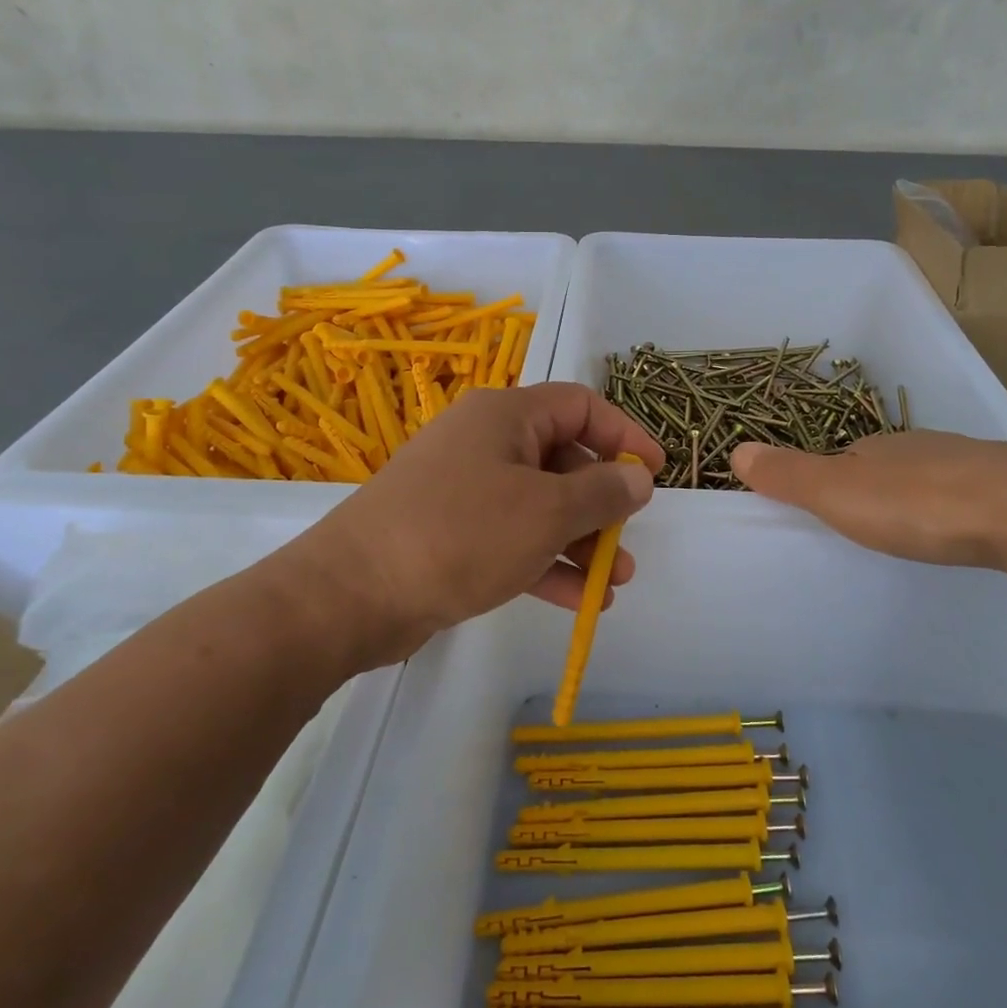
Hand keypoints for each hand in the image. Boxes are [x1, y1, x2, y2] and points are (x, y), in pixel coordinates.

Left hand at [277, 384, 664, 670]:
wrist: (352, 594)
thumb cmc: (460, 534)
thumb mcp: (546, 511)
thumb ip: (602, 492)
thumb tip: (638, 477)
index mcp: (505, 416)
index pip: (581, 407)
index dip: (624, 435)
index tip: (654, 473)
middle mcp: (484, 443)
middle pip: (562, 459)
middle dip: (602, 502)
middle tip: (627, 541)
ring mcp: (464, 489)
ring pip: (539, 505)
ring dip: (579, 541)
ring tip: (613, 582)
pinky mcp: (450, 533)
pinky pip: (512, 538)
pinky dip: (546, 563)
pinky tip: (579, 600)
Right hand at [730, 429, 1006, 568]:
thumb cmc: (919, 504)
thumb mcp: (838, 493)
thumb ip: (789, 476)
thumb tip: (734, 450)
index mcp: (877, 447)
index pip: (841, 456)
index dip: (826, 477)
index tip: (821, 507)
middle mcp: (921, 447)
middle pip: (886, 465)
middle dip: (873, 488)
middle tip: (864, 525)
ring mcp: (970, 464)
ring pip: (930, 478)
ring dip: (916, 498)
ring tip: (911, 532)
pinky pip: (969, 495)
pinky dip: (956, 509)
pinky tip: (962, 531)